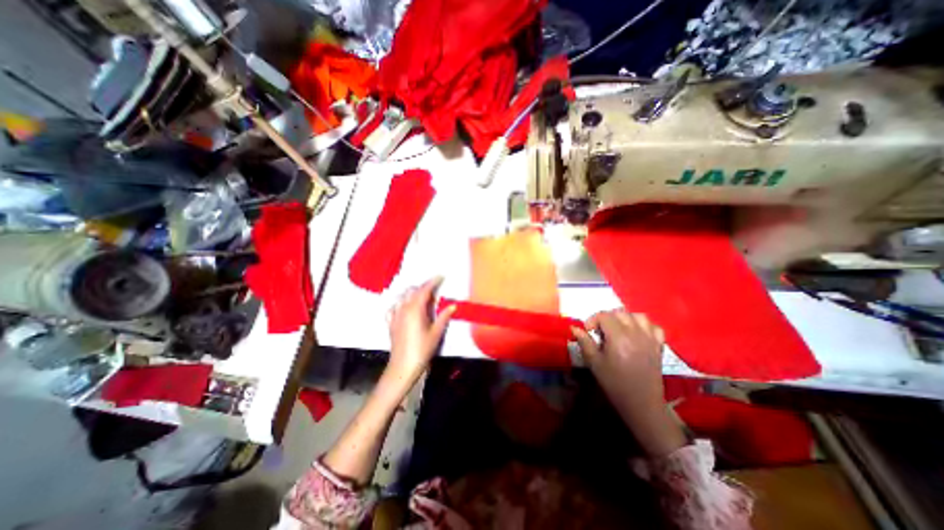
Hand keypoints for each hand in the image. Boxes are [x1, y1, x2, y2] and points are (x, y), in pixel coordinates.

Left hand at [384, 278, 455, 379]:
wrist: (403, 366)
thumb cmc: (422, 349)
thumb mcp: (436, 333)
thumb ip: (444, 317)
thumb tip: (453, 305)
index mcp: (415, 309)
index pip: (424, 290)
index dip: (433, 281)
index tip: (441, 276)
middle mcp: (403, 308)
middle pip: (412, 291)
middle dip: (423, 287)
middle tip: (434, 290)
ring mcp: (395, 315)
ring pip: (402, 296)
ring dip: (412, 293)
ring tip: (422, 297)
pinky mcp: (391, 322)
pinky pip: (394, 306)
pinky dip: (400, 302)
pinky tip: (405, 307)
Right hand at [571, 311, 682, 454]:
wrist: (641, 402)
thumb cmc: (614, 383)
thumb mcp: (594, 363)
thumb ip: (584, 342)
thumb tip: (575, 328)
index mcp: (618, 337)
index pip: (604, 315)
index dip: (593, 320)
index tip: (588, 331)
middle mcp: (635, 333)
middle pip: (620, 313)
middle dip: (607, 318)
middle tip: (600, 331)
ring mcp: (649, 338)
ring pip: (637, 316)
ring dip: (625, 318)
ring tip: (618, 329)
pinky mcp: (658, 345)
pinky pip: (653, 327)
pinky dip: (644, 326)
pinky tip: (636, 334)